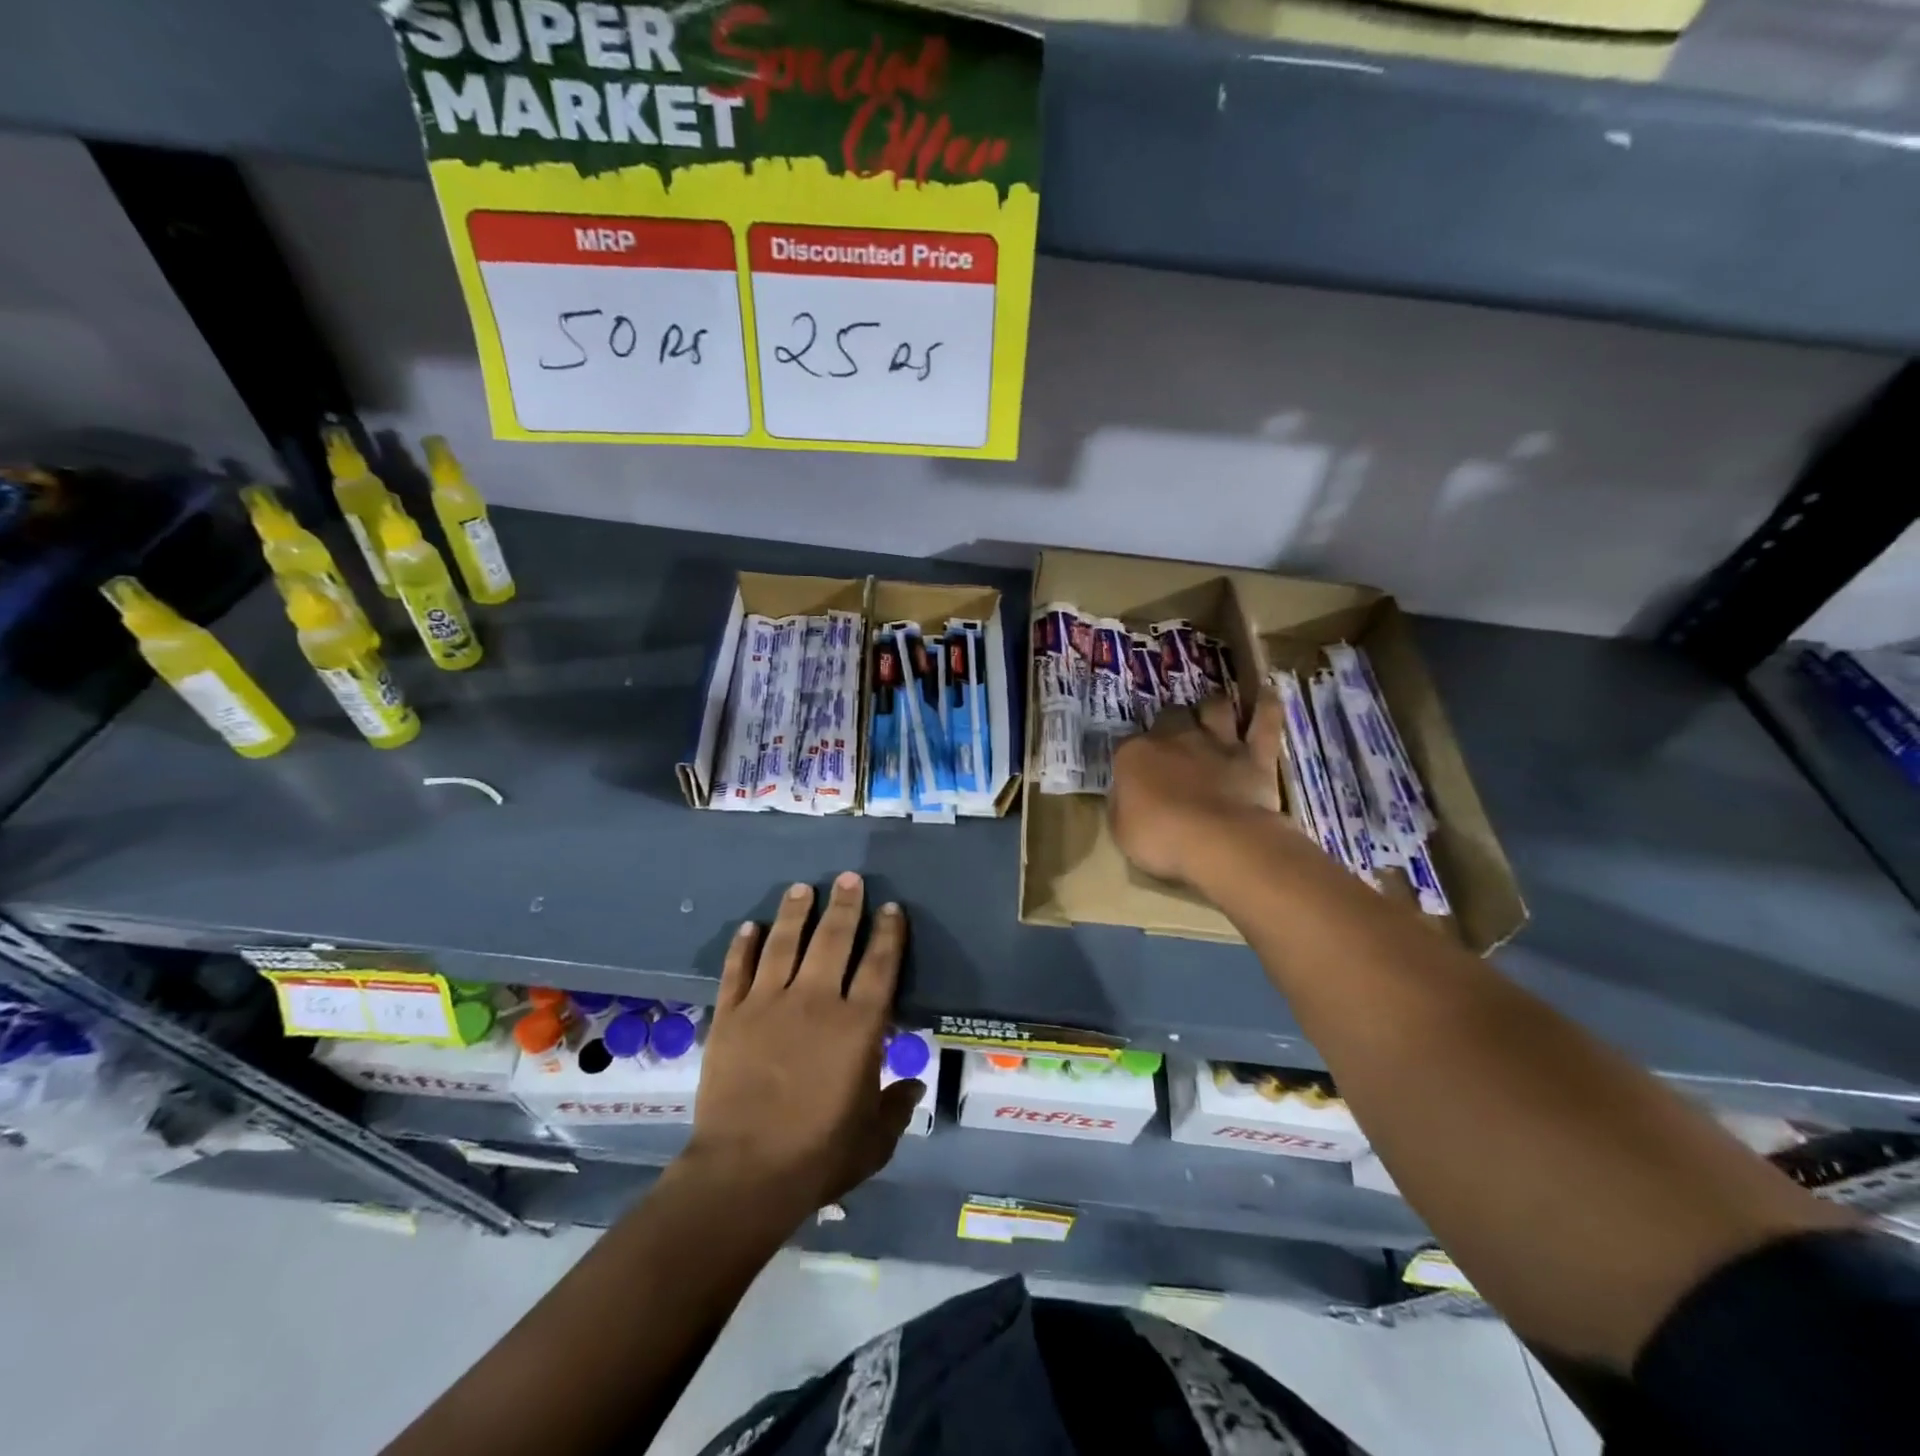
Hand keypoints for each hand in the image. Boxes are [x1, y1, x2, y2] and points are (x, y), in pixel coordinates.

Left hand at [680, 873, 923, 1225]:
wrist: (745, 1173)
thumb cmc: (819, 1154)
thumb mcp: (874, 1139)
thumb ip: (896, 1107)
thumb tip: (913, 1086)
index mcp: (858, 1026)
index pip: (880, 964)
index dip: (889, 932)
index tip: (891, 907)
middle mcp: (816, 1001)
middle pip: (834, 939)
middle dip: (845, 905)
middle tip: (849, 878)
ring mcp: (768, 1004)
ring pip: (785, 943)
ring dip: (795, 912)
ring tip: (802, 888)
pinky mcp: (731, 1016)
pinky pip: (738, 970)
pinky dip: (744, 946)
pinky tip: (750, 926)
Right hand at [1110, 692, 1285, 886]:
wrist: (1219, 842)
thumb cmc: (1160, 840)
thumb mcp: (1121, 830)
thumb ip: (1121, 805)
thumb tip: (1123, 793)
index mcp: (1135, 755)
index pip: (1126, 744)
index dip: (1131, 755)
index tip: (1133, 769)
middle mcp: (1174, 739)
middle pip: (1170, 715)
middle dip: (1171, 722)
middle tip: (1174, 737)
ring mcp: (1217, 743)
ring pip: (1215, 708)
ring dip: (1213, 708)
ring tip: (1213, 713)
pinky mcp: (1255, 756)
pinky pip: (1265, 722)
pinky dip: (1267, 706)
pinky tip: (1268, 693)